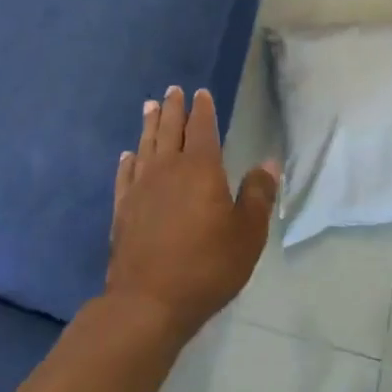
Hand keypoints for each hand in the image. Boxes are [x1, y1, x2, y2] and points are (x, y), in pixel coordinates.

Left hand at [107, 87, 278, 339]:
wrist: (149, 301)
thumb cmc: (207, 265)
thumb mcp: (248, 234)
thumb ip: (258, 195)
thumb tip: (268, 162)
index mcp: (201, 168)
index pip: (202, 128)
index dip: (202, 110)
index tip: (200, 94)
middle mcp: (168, 169)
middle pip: (170, 130)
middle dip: (173, 109)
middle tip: (172, 91)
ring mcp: (141, 188)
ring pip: (146, 146)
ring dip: (149, 125)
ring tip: (150, 107)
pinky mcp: (123, 209)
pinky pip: (125, 175)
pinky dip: (128, 161)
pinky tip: (128, 155)